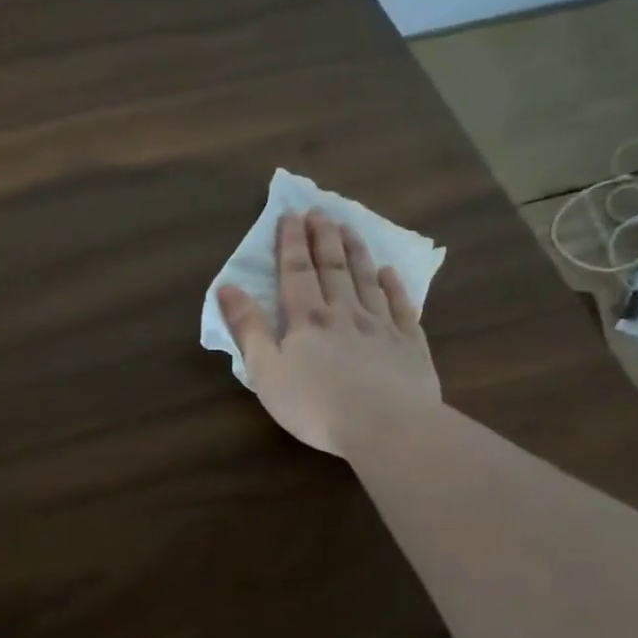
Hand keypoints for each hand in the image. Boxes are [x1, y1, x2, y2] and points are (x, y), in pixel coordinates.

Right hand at [218, 210, 439, 459]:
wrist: (386, 426)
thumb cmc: (315, 404)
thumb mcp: (266, 370)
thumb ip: (248, 328)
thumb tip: (227, 287)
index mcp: (306, 320)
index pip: (296, 272)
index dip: (291, 243)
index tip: (290, 215)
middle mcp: (344, 313)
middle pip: (333, 268)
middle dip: (323, 238)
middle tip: (321, 211)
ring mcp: (381, 326)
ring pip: (366, 280)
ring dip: (356, 252)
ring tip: (350, 227)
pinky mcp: (409, 345)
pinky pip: (401, 306)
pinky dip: (394, 285)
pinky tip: (389, 272)